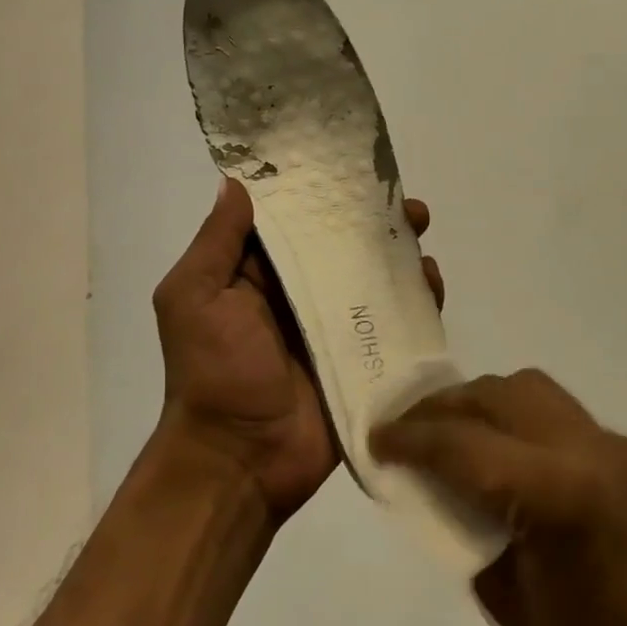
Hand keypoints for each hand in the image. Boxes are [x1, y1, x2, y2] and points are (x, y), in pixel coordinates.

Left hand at [154, 178, 443, 522]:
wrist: (238, 460)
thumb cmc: (212, 371)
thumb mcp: (194, 297)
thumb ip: (216, 243)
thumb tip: (235, 182)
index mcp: (254, 275)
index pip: (291, 222)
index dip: (317, 193)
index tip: (348, 165)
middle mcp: (296, 294)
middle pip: (340, 246)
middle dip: (371, 220)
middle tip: (404, 204)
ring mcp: (332, 327)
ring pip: (371, 279)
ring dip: (398, 254)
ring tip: (420, 233)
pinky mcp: (361, 359)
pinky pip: (392, 323)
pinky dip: (415, 302)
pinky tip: (432, 283)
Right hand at [370, 370, 626, 625]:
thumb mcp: (509, 603)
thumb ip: (466, 525)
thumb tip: (432, 483)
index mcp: (563, 495)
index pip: (465, 443)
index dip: (411, 437)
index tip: (375, 437)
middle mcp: (594, 451)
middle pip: (497, 395)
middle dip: (442, 407)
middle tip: (404, 432)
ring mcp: (620, 447)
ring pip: (528, 390)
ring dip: (479, 403)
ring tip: (447, 435)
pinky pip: (556, 415)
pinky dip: (514, 421)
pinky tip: (498, 455)